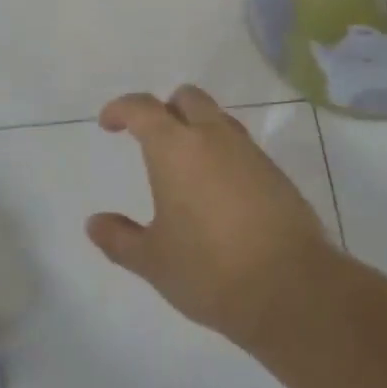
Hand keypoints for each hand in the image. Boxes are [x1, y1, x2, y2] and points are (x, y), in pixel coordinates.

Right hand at [88, 85, 336, 345]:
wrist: (292, 288)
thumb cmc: (210, 270)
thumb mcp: (154, 260)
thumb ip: (120, 238)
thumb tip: (94, 223)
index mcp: (175, 148)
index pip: (142, 108)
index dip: (121, 109)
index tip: (108, 123)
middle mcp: (213, 137)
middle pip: (187, 99)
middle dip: (166, 109)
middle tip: (151, 138)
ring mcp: (249, 152)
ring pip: (218, 119)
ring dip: (197, 129)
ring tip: (185, 167)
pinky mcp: (275, 172)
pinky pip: (241, 147)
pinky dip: (223, 154)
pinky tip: (218, 191)